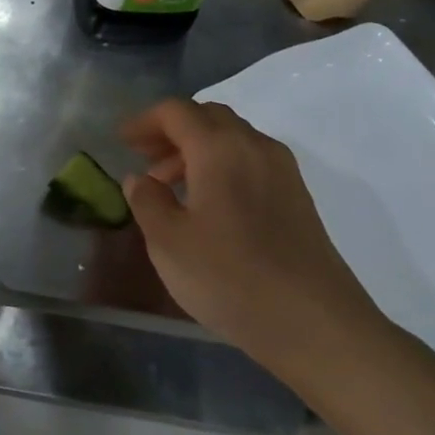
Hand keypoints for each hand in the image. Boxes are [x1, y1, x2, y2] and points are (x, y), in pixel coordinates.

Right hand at [120, 98, 386, 355]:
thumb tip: (140, 179)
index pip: (176, 112)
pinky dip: (221, 165)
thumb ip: (147, 201)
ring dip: (196, 149)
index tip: (120, 142)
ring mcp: (282, 171)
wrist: (313, 323)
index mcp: (219, 149)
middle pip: (208, 117)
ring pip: (232, 138)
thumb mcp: (168, 241)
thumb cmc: (229, 277)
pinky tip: (207, 203)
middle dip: (171, 130)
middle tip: (144, 158)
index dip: (144, 121)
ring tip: (169, 186)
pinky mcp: (296, 197)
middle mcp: (255, 147)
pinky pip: (250, 160)